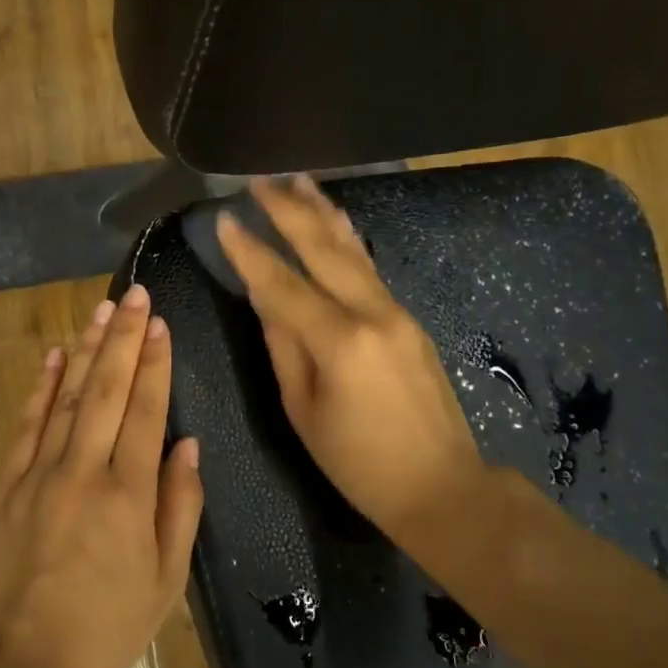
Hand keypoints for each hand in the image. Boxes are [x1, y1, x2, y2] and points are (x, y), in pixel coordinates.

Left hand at [0, 284, 204, 667]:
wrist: (26, 660)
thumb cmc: (108, 625)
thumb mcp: (166, 578)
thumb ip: (180, 506)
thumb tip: (188, 445)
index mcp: (129, 493)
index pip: (146, 410)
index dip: (155, 363)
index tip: (160, 324)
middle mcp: (84, 470)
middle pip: (108, 389)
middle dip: (123, 338)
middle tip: (134, 295)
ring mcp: (40, 473)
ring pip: (68, 396)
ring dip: (86, 350)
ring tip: (101, 311)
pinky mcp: (8, 484)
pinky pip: (28, 424)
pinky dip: (43, 387)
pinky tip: (55, 356)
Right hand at [217, 175, 485, 544]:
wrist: (442, 486)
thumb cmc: (359, 462)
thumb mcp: (304, 410)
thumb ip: (283, 347)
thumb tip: (264, 299)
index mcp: (340, 341)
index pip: (283, 284)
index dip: (250, 252)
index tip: (224, 219)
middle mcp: (372, 313)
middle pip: (324, 250)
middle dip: (289, 211)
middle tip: (260, 181)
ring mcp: (397, 312)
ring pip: (354, 251)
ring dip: (323, 213)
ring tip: (299, 181)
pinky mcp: (409, 320)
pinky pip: (370, 269)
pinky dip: (346, 240)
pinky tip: (335, 223)